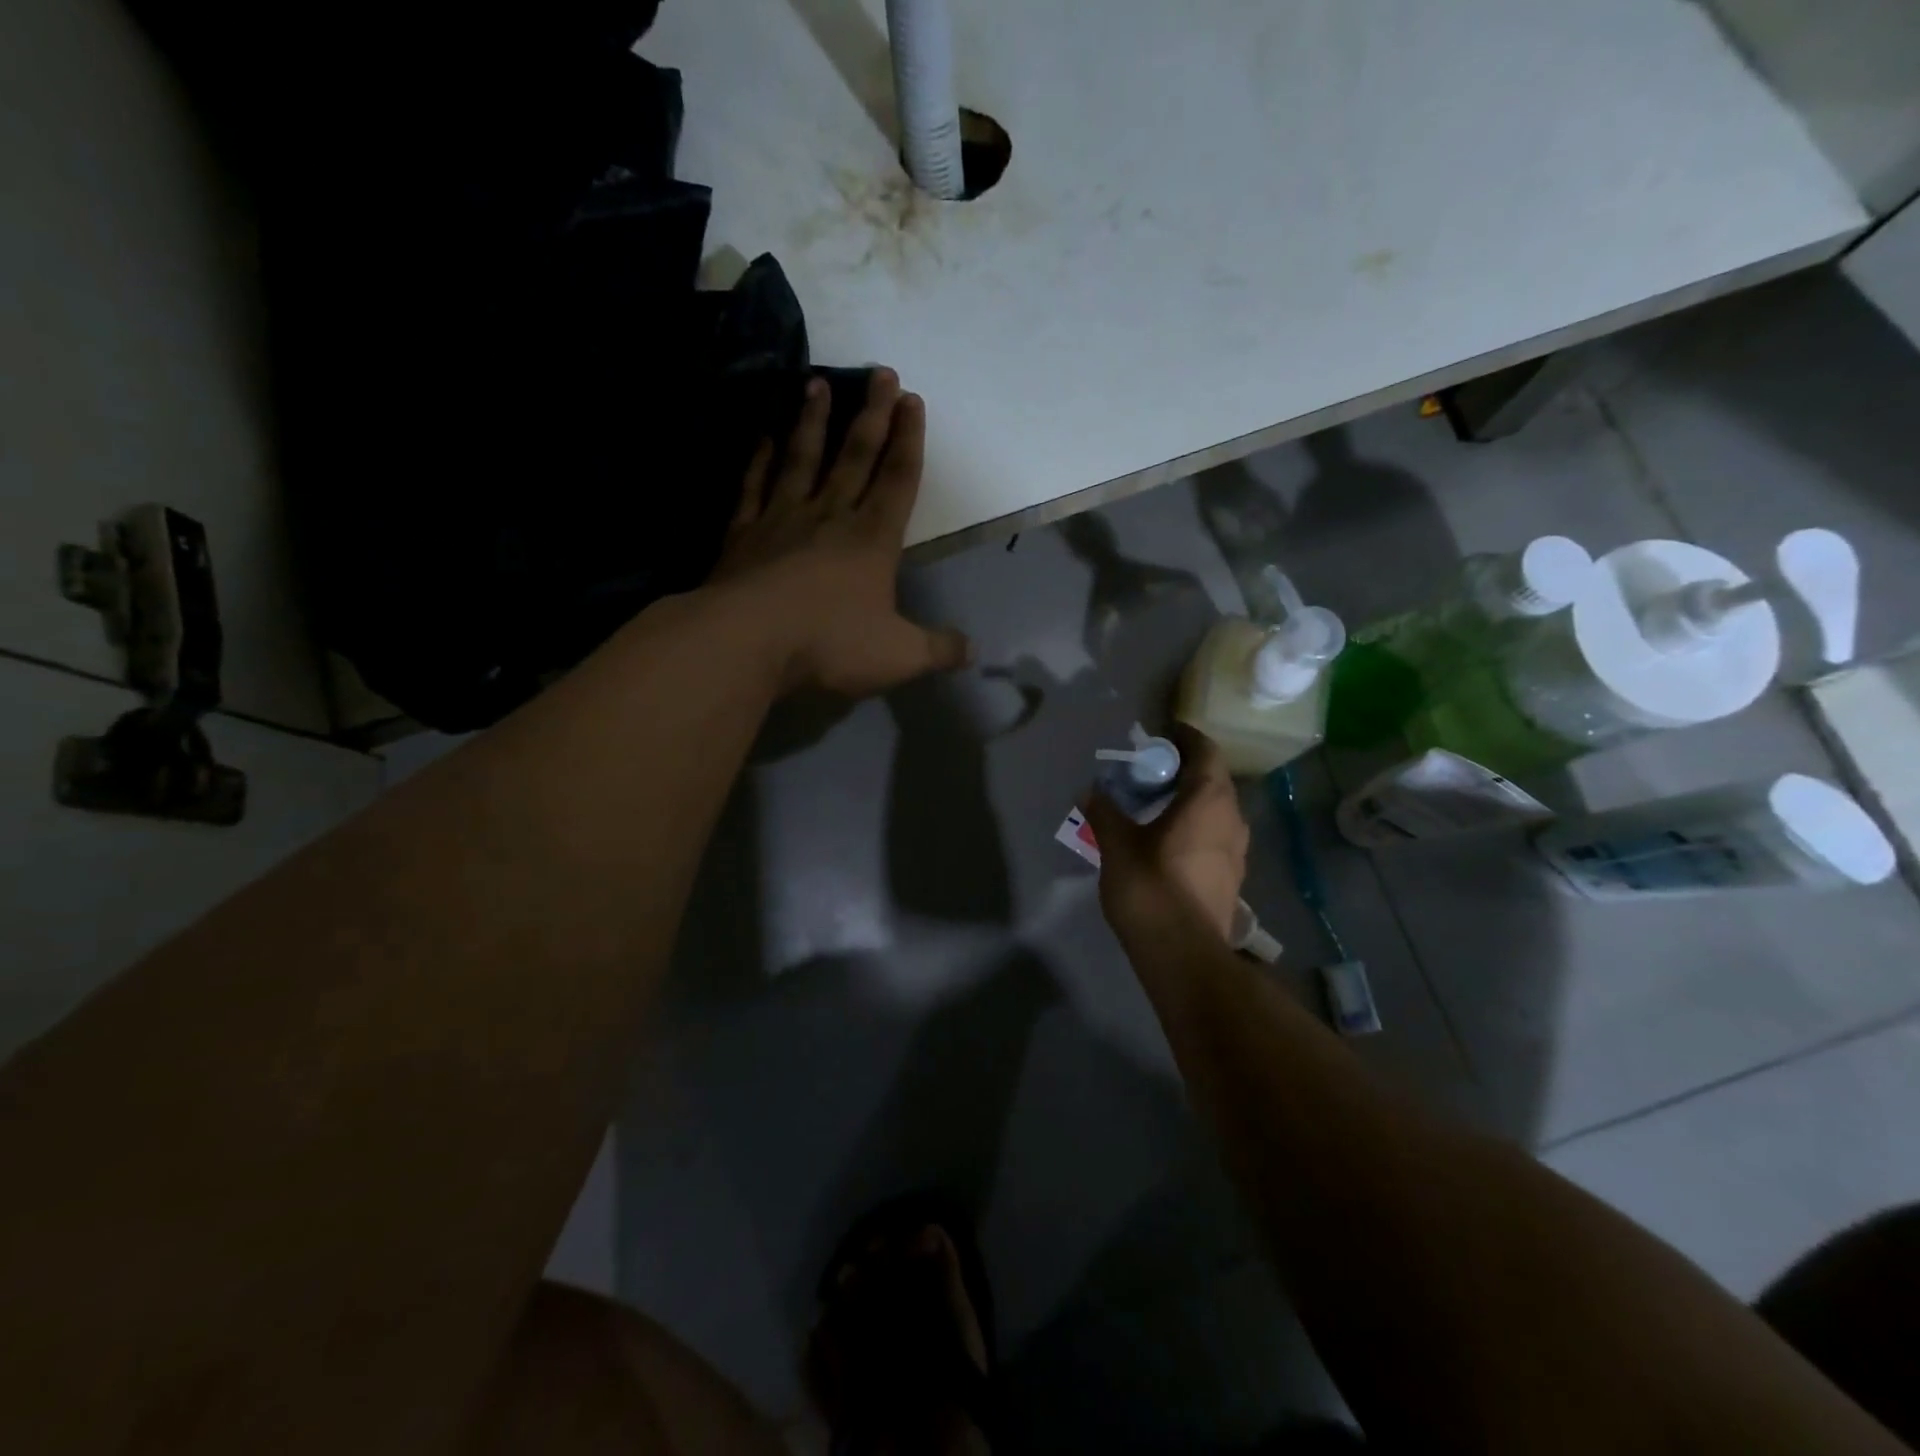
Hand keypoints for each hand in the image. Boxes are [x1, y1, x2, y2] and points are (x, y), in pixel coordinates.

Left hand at [713, 369, 970, 697]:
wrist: (747, 643)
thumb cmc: (830, 644)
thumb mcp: (899, 656)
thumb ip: (938, 650)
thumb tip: (973, 651)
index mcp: (872, 540)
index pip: (897, 480)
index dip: (909, 440)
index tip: (912, 399)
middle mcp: (830, 517)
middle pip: (855, 456)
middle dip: (871, 414)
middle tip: (880, 372)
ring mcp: (782, 519)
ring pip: (802, 458)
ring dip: (812, 421)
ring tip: (817, 382)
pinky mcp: (743, 533)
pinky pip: (754, 485)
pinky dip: (759, 458)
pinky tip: (764, 435)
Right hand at [1085, 726, 1249, 940]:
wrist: (1184, 955)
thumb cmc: (1151, 888)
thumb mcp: (1117, 845)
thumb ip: (1105, 812)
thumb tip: (1091, 791)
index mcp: (1209, 799)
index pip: (1205, 751)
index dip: (1185, 738)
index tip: (1162, 735)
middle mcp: (1232, 818)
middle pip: (1213, 779)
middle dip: (1184, 769)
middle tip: (1149, 771)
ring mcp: (1237, 850)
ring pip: (1217, 809)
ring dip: (1191, 800)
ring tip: (1156, 805)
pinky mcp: (1232, 877)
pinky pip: (1215, 835)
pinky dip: (1195, 826)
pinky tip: (1168, 840)